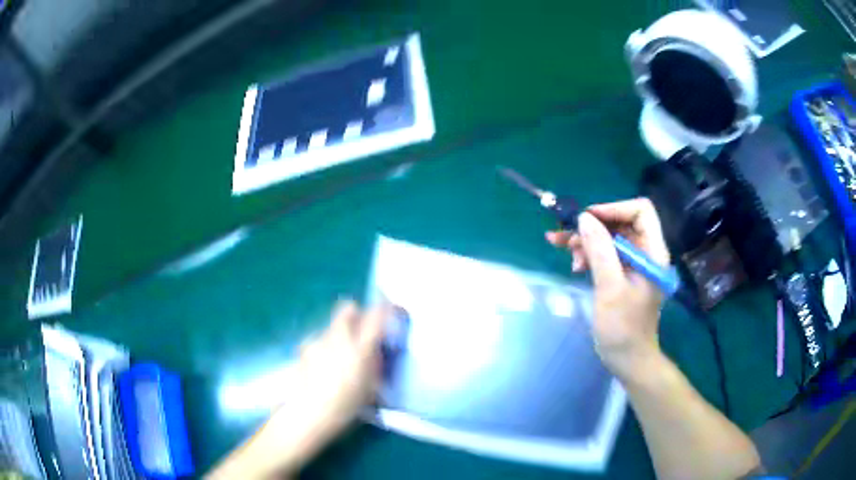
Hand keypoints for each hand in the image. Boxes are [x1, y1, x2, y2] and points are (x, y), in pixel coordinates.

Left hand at [290, 300, 387, 437]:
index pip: (376, 316)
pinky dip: (323, 347)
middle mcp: (339, 338)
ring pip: (332, 326)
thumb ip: (373, 363)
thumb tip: (374, 350)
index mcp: (360, 349)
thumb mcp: (371, 388)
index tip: (391, 310)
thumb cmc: (346, 408)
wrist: (309, 414)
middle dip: (355, 315)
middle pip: (347, 308)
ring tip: (337, 358)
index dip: (386, 308)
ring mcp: (318, 341)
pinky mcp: (303, 347)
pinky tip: (320, 366)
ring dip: (338, 335)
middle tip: (360, 332)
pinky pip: (318, 340)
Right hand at [546, 198, 670, 379]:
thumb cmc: (623, 328)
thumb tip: (584, 218)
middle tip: (565, 236)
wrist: (628, 359)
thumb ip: (600, 251)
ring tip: (564, 250)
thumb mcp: (610, 288)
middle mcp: (646, 252)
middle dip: (593, 226)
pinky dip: (589, 254)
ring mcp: (635, 263)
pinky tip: (575, 264)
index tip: (587, 219)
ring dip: (587, 240)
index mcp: (653, 252)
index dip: (613, 209)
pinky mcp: (624, 274)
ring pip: (610, 237)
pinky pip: (606, 253)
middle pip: (621, 222)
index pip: (641, 211)